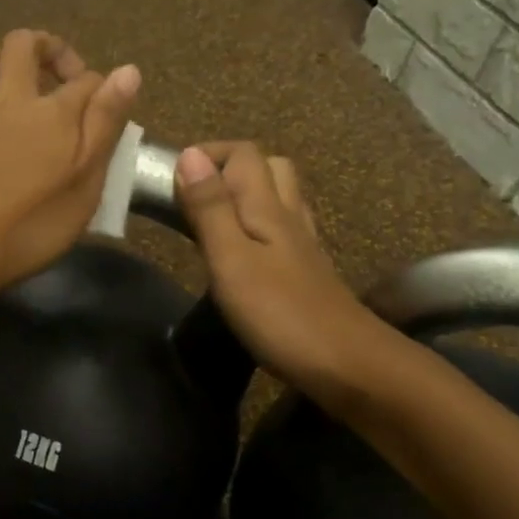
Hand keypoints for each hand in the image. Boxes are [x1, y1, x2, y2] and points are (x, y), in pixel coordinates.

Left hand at [0, 30, 139, 294]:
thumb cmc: (32, 229)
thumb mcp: (86, 184)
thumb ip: (105, 125)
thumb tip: (128, 70)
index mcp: (52, 115)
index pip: (84, 80)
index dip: (99, 86)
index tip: (103, 109)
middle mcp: (7, 101)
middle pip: (23, 47)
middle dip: (45, 47)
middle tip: (56, 74)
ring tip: (7, 71)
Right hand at [174, 142, 386, 406]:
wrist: (347, 365)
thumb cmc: (279, 313)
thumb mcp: (231, 259)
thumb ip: (210, 208)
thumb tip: (189, 155)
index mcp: (267, 207)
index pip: (243, 154)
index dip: (207, 154)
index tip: (171, 178)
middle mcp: (288, 215)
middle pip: (267, 167)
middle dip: (226, 168)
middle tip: (190, 196)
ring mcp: (301, 244)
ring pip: (276, 197)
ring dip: (242, 194)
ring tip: (208, 218)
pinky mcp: (305, 270)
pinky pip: (280, 228)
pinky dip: (255, 224)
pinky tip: (240, 250)